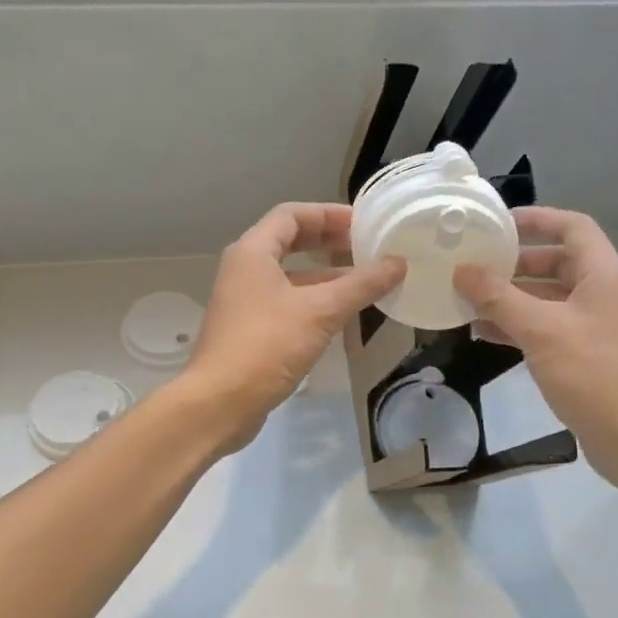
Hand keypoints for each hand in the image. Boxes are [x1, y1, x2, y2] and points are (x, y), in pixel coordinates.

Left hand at [182, 202, 404, 451]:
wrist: (218, 403)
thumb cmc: (266, 346)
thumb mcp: (320, 311)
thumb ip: (361, 285)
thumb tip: (398, 262)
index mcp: (253, 252)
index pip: (292, 214)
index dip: (329, 214)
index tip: (364, 223)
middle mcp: (244, 269)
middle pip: (289, 241)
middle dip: (328, 241)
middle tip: (365, 247)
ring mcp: (244, 301)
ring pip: (290, 275)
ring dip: (325, 274)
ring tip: (364, 281)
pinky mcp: (249, 330)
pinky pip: (287, 302)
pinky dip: (314, 301)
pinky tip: (342, 315)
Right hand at [455, 206, 617, 488]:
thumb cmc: (593, 374)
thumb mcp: (540, 330)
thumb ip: (499, 298)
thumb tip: (462, 270)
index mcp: (603, 275)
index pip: (573, 227)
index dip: (537, 219)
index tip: (498, 223)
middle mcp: (602, 294)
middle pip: (558, 262)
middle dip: (515, 263)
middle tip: (475, 264)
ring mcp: (595, 326)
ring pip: (548, 298)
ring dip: (511, 297)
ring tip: (468, 298)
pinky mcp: (585, 355)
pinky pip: (547, 328)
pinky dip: (518, 326)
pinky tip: (484, 333)